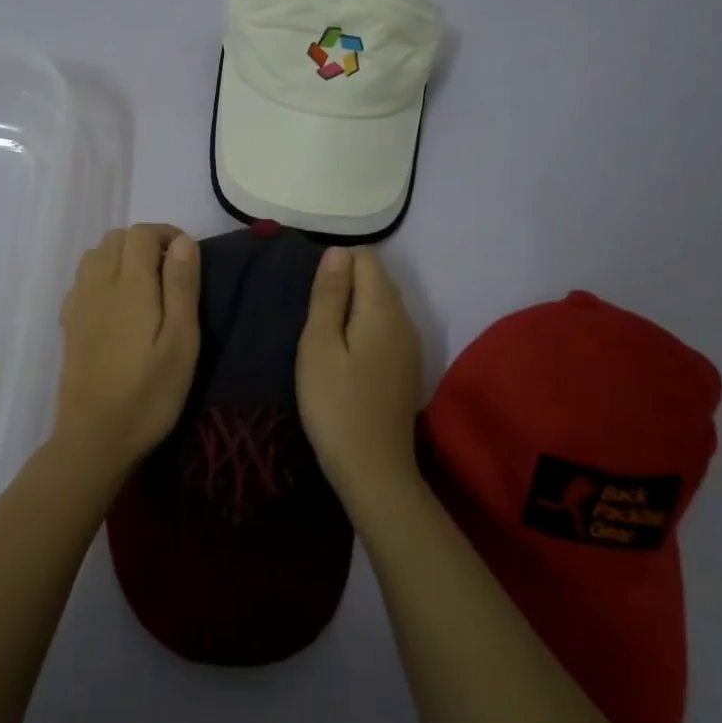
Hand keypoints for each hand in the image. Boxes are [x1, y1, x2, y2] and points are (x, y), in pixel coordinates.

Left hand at [55, 224, 201, 467]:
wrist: (94, 439)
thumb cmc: (149, 394)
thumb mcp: (182, 343)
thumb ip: (182, 287)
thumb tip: (182, 241)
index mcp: (129, 285)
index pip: (141, 233)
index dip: (166, 235)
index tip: (187, 259)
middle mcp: (97, 284)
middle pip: (115, 238)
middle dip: (144, 244)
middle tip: (170, 275)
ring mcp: (78, 304)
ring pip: (95, 256)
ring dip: (120, 258)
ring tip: (144, 288)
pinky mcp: (68, 324)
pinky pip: (82, 281)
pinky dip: (101, 277)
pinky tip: (116, 307)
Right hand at [296, 247, 424, 503]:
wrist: (374, 470)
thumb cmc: (336, 404)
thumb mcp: (319, 345)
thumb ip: (329, 295)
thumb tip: (336, 251)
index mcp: (383, 309)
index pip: (366, 258)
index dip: (336, 263)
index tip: (311, 292)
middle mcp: (405, 320)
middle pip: (377, 278)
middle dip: (344, 282)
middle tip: (311, 313)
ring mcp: (410, 345)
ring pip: (382, 303)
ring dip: (353, 305)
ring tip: (322, 333)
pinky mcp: (406, 367)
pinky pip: (386, 327)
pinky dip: (364, 326)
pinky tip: (344, 353)